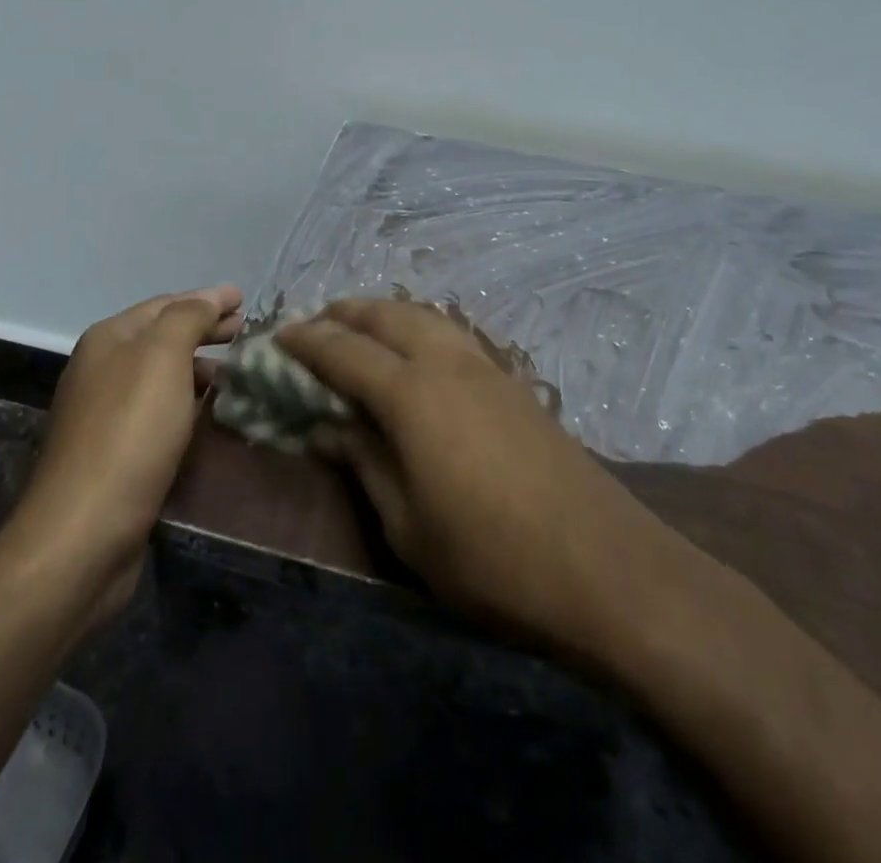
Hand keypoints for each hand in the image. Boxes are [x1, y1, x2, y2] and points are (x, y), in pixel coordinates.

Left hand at [10, 285, 242, 625]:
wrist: (84, 534)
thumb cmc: (129, 433)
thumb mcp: (163, 359)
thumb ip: (188, 319)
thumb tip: (210, 297)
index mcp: (109, 340)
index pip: (165, 305)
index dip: (206, 299)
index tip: (245, 300)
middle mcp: (102, 370)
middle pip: (163, 338)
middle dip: (205, 331)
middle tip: (247, 333)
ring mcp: (106, 414)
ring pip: (163, 377)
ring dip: (200, 369)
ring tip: (238, 376)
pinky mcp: (116, 454)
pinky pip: (161, 413)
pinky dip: (188, 404)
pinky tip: (211, 415)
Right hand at [278, 299, 675, 661]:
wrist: (603, 566)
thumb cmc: (491, 559)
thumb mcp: (408, 527)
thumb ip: (363, 464)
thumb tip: (327, 428)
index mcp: (412, 394)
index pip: (343, 351)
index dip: (306, 342)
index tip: (277, 337)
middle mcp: (446, 362)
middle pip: (386, 314)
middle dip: (345, 313)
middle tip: (314, 325)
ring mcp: (486, 367)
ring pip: (424, 315)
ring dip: (385, 313)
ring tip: (360, 329)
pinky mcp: (514, 382)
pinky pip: (452, 333)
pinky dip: (420, 327)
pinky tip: (417, 353)